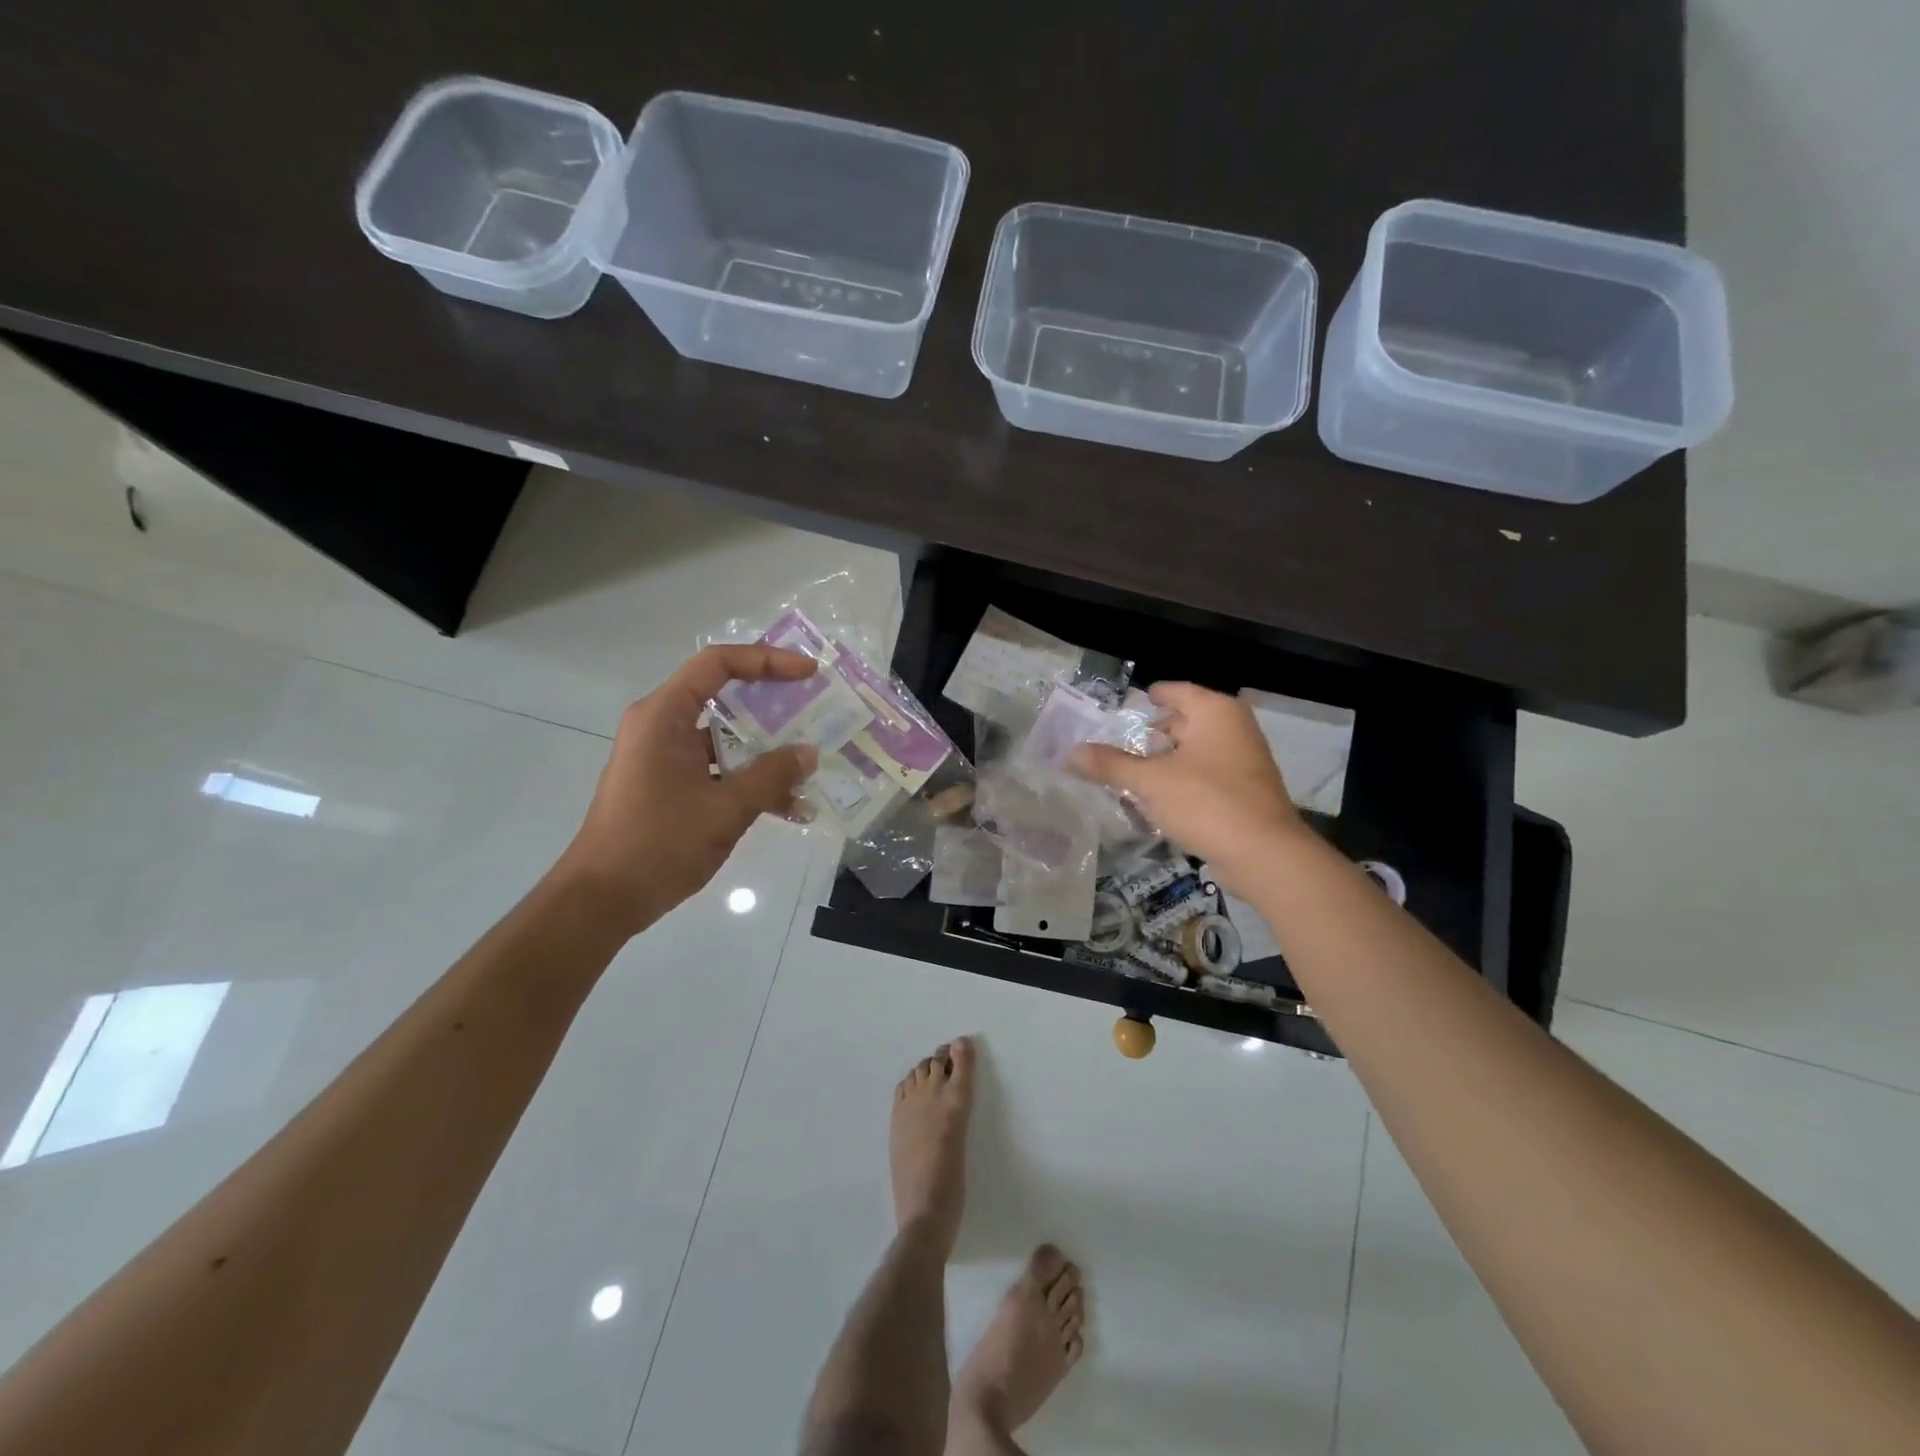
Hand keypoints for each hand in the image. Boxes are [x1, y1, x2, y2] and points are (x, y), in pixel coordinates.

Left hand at [557, 645, 819, 937]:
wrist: (601, 901)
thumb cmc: (657, 844)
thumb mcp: (724, 809)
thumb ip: (771, 776)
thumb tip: (809, 753)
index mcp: (664, 716)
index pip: (718, 664)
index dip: (767, 660)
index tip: (809, 672)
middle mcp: (662, 726)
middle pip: (724, 696)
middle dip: (774, 704)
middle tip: (818, 710)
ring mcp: (665, 757)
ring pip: (725, 737)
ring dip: (767, 748)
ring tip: (812, 760)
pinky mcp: (670, 785)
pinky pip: (718, 767)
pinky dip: (750, 778)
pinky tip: (789, 804)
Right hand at [1072, 682, 1304, 886]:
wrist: (1264, 854)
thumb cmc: (1206, 802)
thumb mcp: (1150, 782)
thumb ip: (1110, 765)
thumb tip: (1071, 752)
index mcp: (1215, 712)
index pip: (1178, 691)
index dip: (1154, 695)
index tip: (1135, 701)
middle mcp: (1235, 729)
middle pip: (1188, 721)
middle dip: (1157, 733)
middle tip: (1125, 742)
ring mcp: (1246, 761)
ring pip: (1197, 752)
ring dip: (1169, 761)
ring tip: (1135, 773)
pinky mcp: (1247, 793)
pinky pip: (1207, 777)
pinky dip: (1184, 781)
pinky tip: (1160, 801)